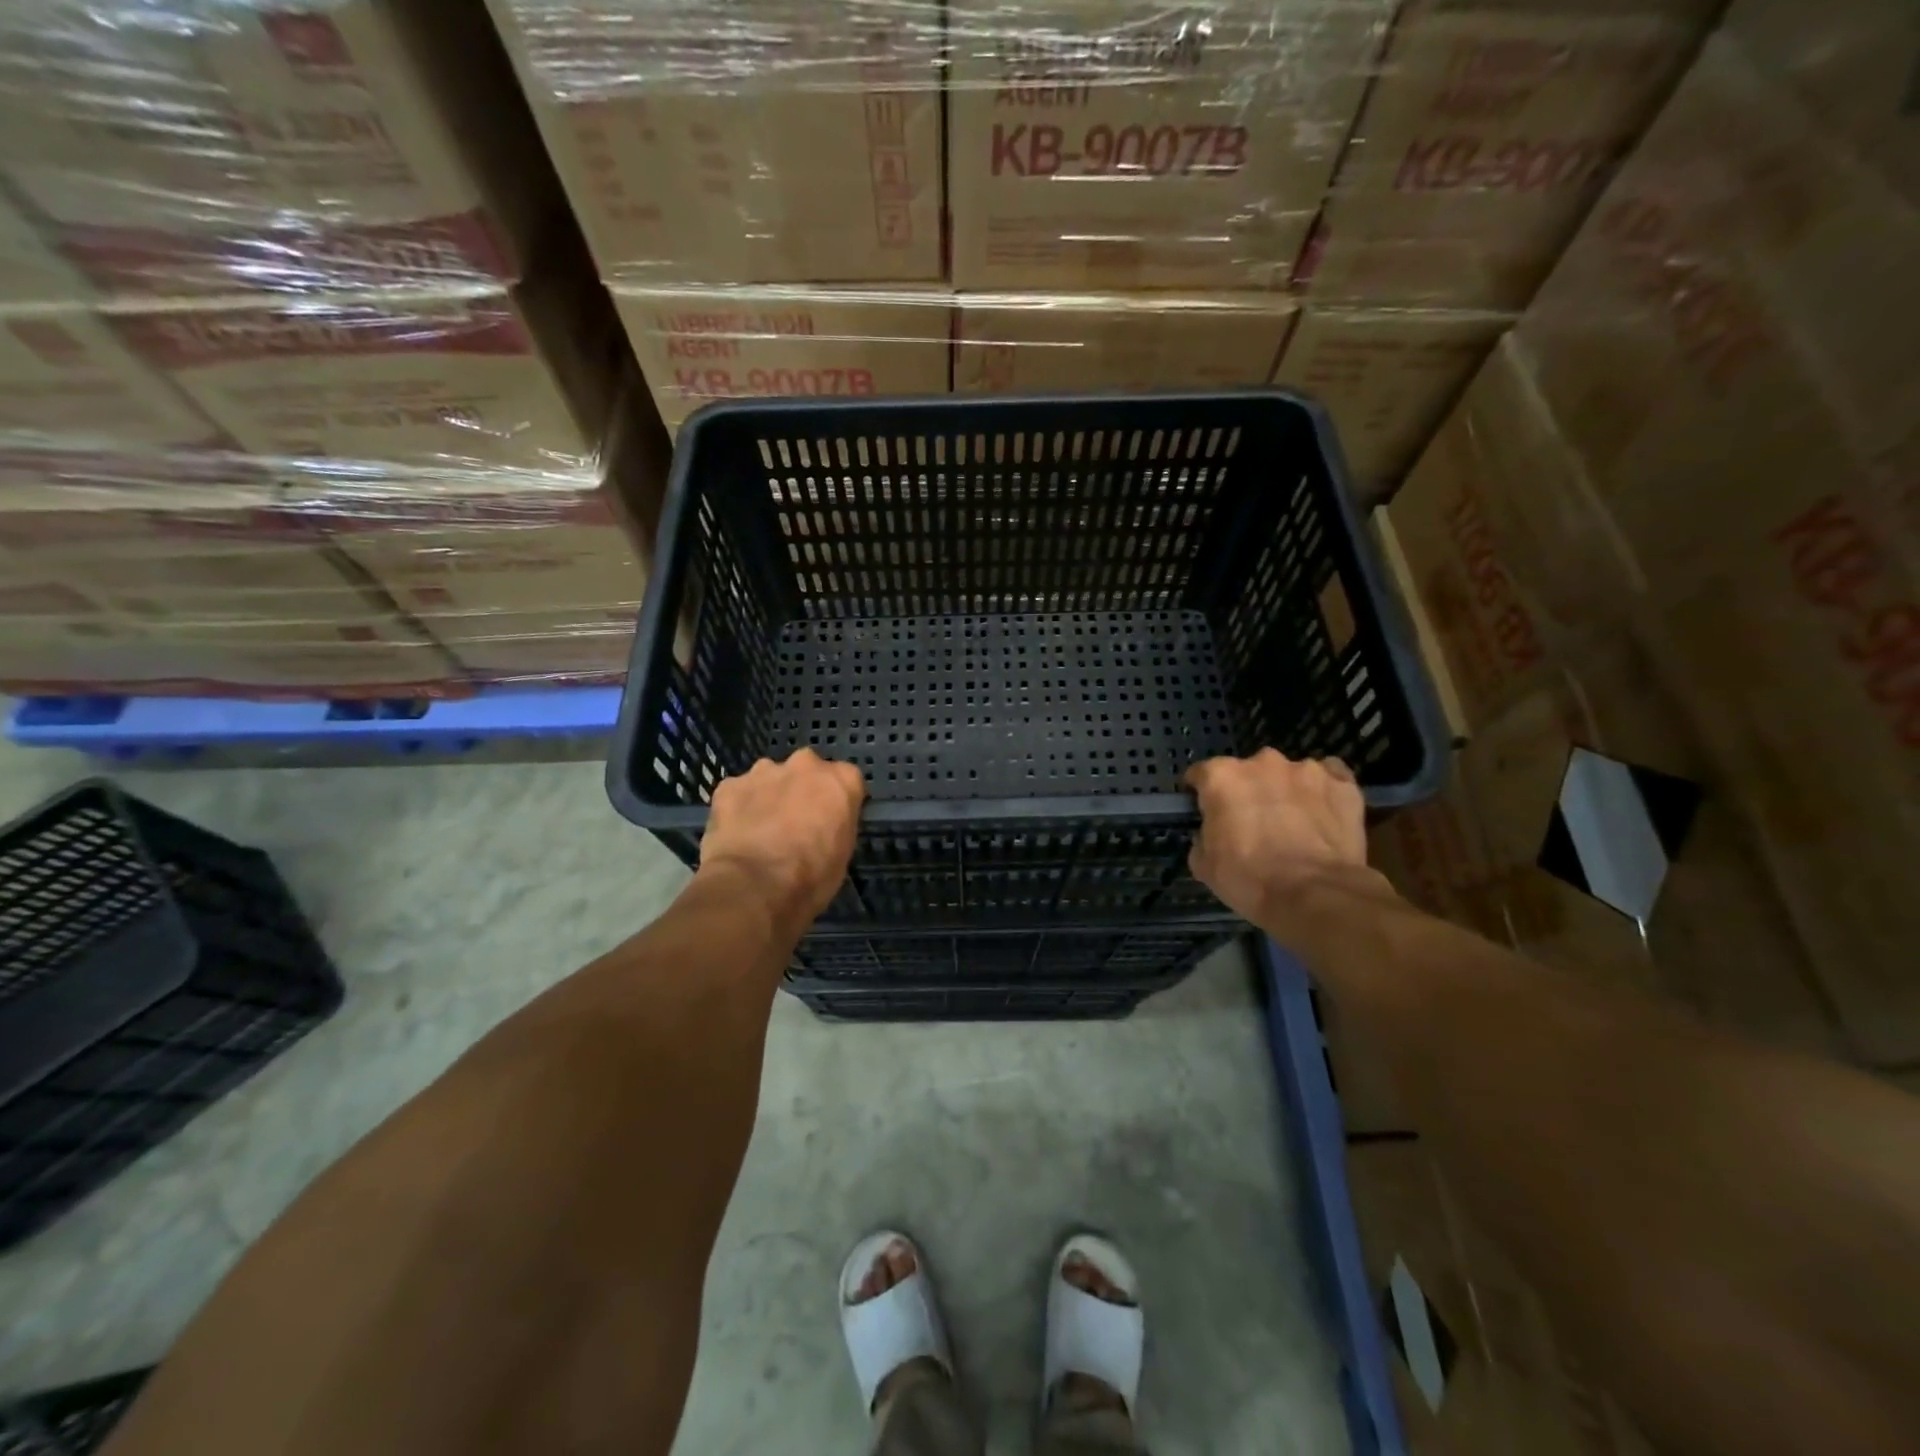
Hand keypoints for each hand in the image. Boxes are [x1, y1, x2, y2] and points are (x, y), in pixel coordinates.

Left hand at [699, 748, 865, 926]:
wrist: (754, 886)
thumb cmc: (812, 877)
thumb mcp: (843, 853)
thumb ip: (836, 825)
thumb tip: (824, 826)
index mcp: (841, 780)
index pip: (846, 780)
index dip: (836, 801)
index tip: (830, 820)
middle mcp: (805, 765)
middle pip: (807, 770)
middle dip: (802, 789)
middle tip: (795, 822)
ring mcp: (764, 771)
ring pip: (770, 778)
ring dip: (769, 796)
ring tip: (762, 830)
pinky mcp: (729, 785)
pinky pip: (738, 792)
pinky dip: (738, 807)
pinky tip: (737, 834)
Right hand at [1186, 749, 1373, 924]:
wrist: (1315, 895)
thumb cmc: (1250, 879)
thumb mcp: (1205, 866)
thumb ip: (1203, 837)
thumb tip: (1212, 834)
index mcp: (1222, 776)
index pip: (1201, 775)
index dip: (1201, 794)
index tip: (1206, 813)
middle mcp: (1262, 762)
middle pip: (1247, 772)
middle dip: (1248, 792)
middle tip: (1252, 823)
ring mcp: (1307, 770)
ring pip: (1289, 774)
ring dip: (1286, 792)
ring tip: (1294, 823)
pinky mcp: (1343, 783)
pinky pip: (1329, 778)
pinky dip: (1323, 792)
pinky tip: (1324, 814)